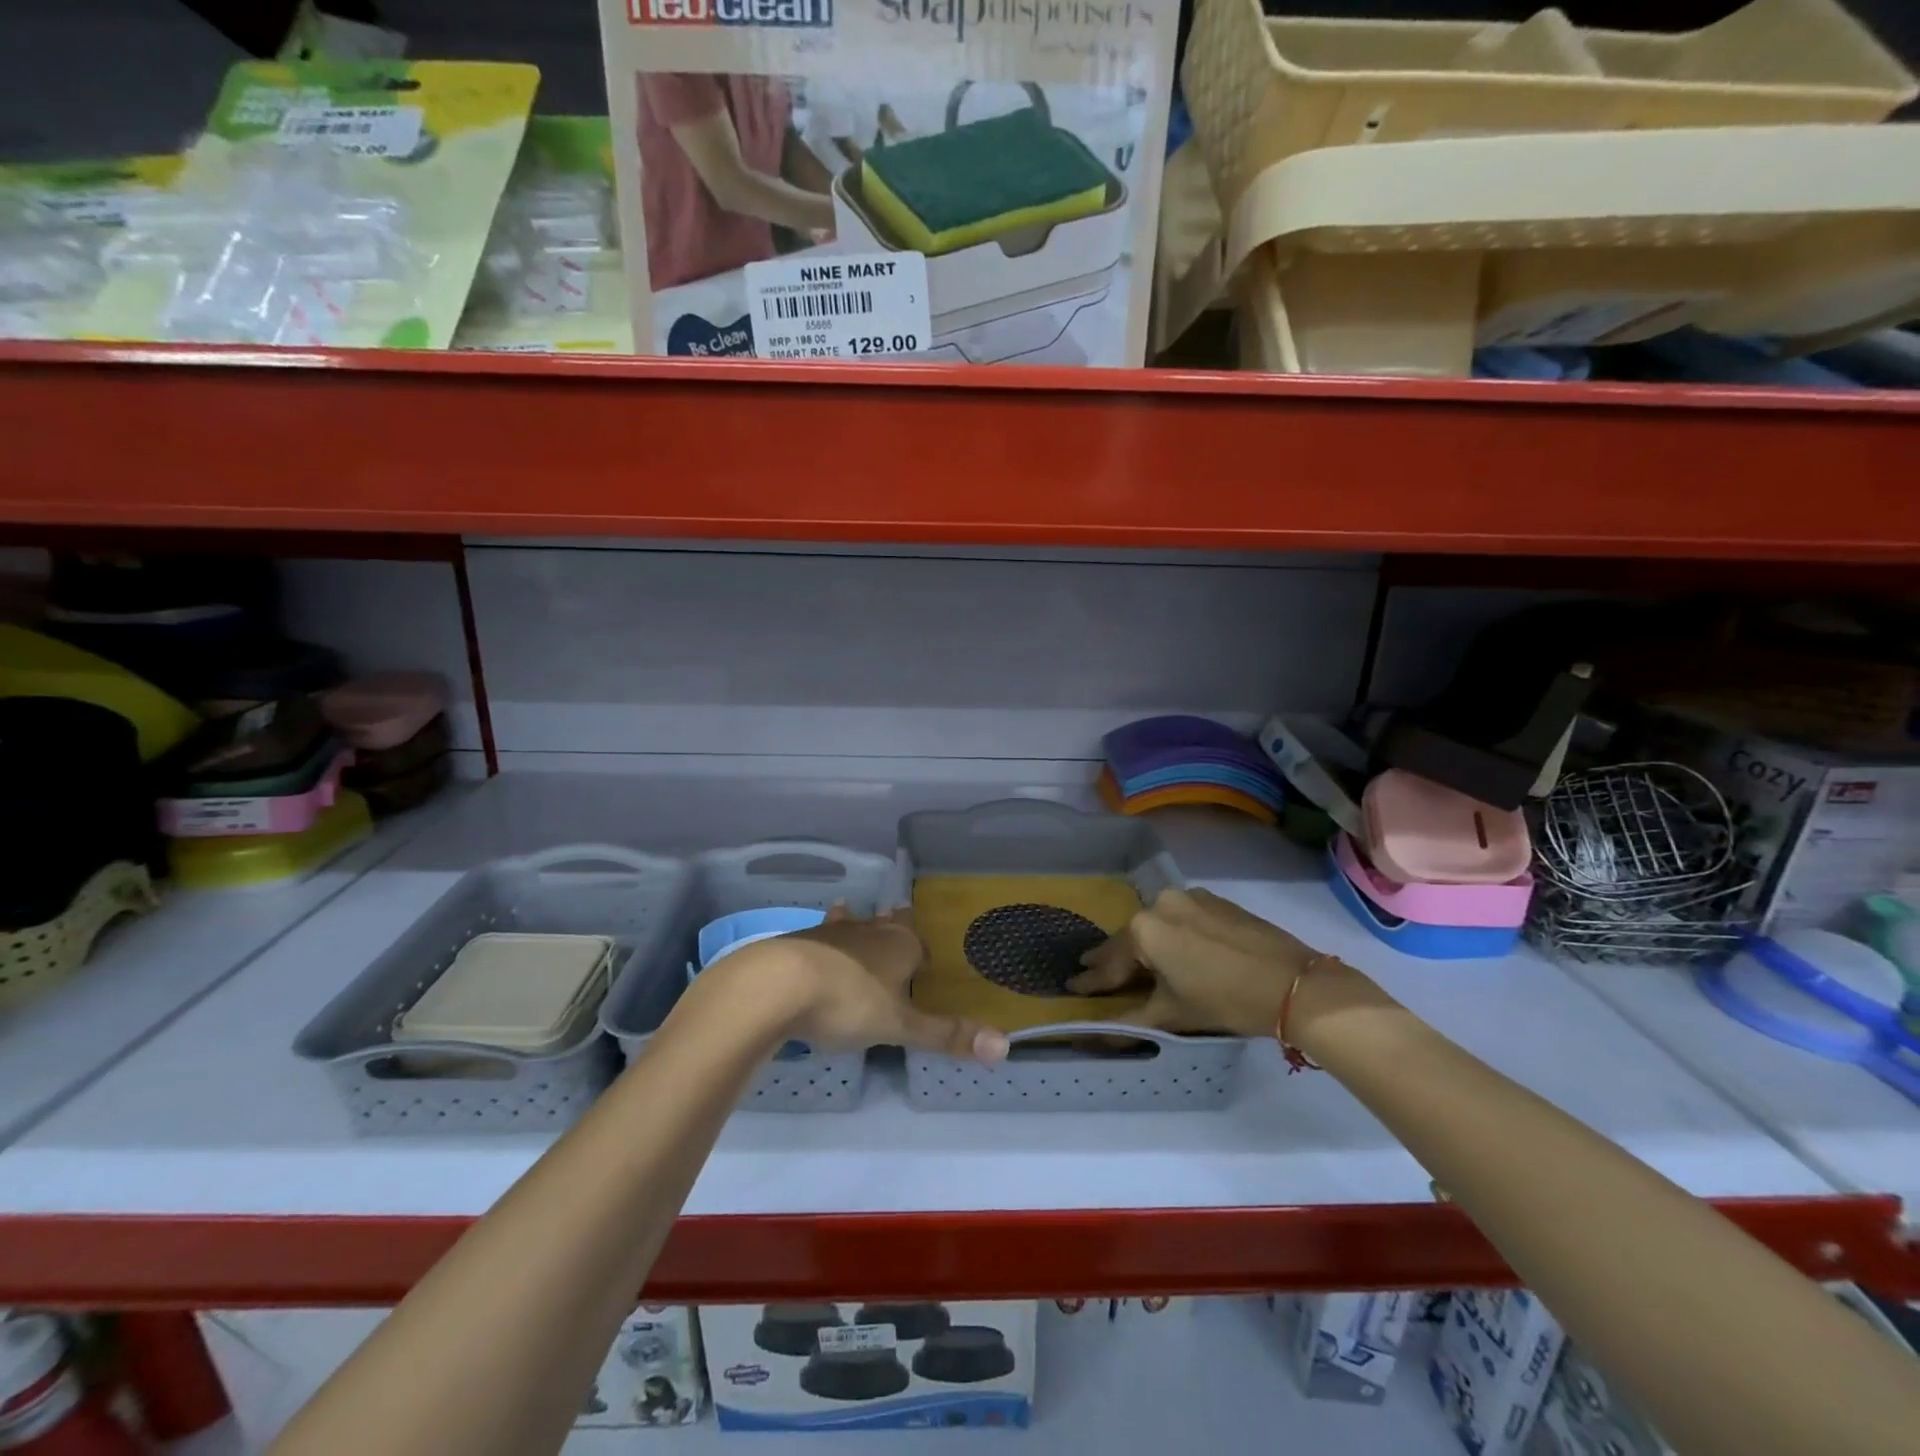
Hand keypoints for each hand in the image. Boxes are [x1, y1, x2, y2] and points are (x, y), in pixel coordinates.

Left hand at [774, 904, 1008, 1061]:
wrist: (776, 985)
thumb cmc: (847, 1002)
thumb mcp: (899, 1026)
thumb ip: (946, 1035)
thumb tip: (1004, 1046)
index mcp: (899, 946)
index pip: (917, 940)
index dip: (922, 949)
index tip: (924, 957)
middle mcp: (868, 932)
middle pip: (885, 923)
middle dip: (891, 924)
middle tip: (893, 914)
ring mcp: (830, 933)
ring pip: (849, 922)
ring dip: (852, 921)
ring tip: (847, 910)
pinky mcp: (798, 942)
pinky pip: (817, 937)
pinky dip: (820, 940)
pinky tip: (810, 945)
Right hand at [1067, 887, 1320, 1036]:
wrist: (1294, 984)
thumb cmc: (1226, 1000)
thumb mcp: (1173, 1014)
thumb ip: (1128, 1022)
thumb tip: (1091, 1037)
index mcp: (1145, 929)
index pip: (1110, 961)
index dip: (1091, 980)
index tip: (1072, 987)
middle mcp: (1161, 902)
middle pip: (1132, 937)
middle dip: (1115, 959)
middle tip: (1095, 974)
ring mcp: (1190, 897)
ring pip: (1157, 924)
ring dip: (1146, 945)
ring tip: (1136, 965)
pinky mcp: (1215, 900)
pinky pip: (1182, 916)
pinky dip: (1172, 933)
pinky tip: (1176, 950)